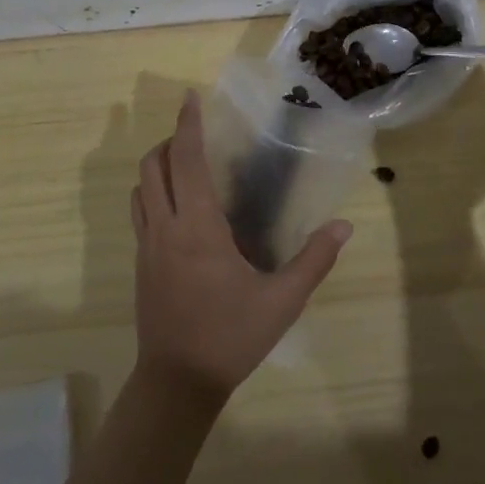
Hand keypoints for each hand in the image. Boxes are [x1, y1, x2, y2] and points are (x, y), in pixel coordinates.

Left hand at [130, 92, 352, 404]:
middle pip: (152, 166)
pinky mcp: (141, 265)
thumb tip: (343, 225)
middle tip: (196, 134)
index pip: (185, 160)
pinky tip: (179, 209)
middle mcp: (165, 228)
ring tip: (185, 165)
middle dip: (169, 141)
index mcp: (197, 227)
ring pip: (140, 189)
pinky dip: (153, 193)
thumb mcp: (282, 301)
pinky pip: (140, 213)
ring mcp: (147, 247)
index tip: (190, 98)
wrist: (176, 385)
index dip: (187, 125)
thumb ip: (314, 260)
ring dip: (157, 166)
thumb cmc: (230, 337)